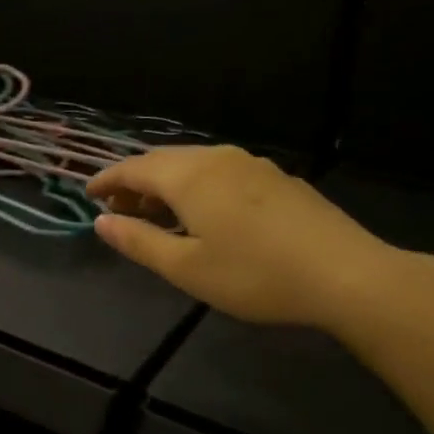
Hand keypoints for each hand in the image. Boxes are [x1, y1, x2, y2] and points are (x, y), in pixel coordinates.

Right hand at [89, 145, 413, 330]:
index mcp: (189, 177)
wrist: (344, 273)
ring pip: (194, 164)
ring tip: (156, 213)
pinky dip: (196, 185)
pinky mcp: (276, 177)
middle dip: (135, 182)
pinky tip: (204, 212)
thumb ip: (139, 242)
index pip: (134, 169)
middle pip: (163, 161)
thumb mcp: (186, 268)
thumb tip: (101, 221)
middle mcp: (217, 158)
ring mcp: (251, 164)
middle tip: (118, 209)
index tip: (88, 194)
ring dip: (166, 184)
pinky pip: (220, 171)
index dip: (107, 180)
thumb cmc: (254, 275)